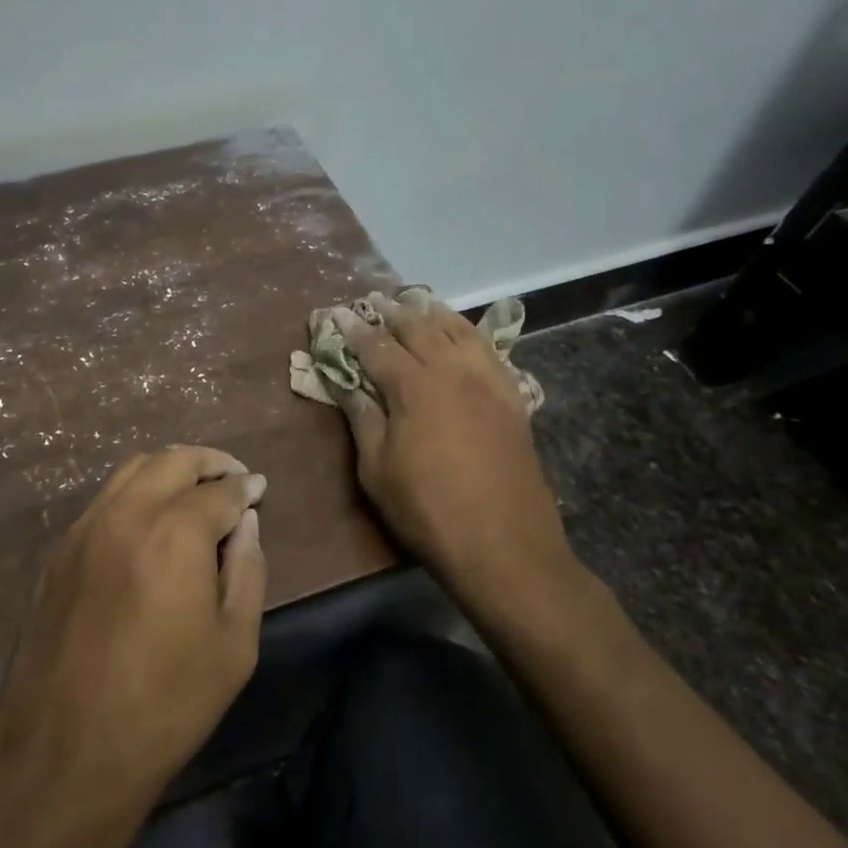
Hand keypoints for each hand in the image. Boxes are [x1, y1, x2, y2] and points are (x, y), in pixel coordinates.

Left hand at [0, 446, 266, 839]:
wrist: (65, 756)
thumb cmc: (165, 707)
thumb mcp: (234, 646)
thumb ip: (247, 570)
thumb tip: (246, 524)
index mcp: (174, 533)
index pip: (220, 489)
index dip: (246, 487)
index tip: (259, 488)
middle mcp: (125, 514)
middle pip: (172, 460)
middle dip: (209, 461)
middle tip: (232, 477)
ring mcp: (83, 529)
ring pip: (131, 471)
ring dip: (169, 470)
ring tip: (193, 491)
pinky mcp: (58, 553)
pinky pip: (103, 501)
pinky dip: (135, 494)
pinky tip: (148, 523)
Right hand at [332, 292, 574, 611]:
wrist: (506, 546)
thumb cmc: (428, 510)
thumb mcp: (377, 470)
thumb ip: (362, 418)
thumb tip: (347, 383)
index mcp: (414, 386)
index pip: (376, 346)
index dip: (353, 329)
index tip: (336, 314)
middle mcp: (452, 371)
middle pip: (419, 327)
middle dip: (392, 311)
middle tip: (373, 301)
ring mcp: (488, 381)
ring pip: (458, 330)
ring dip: (432, 313)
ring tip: (415, 303)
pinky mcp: (512, 398)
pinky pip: (489, 350)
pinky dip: (469, 332)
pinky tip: (462, 333)